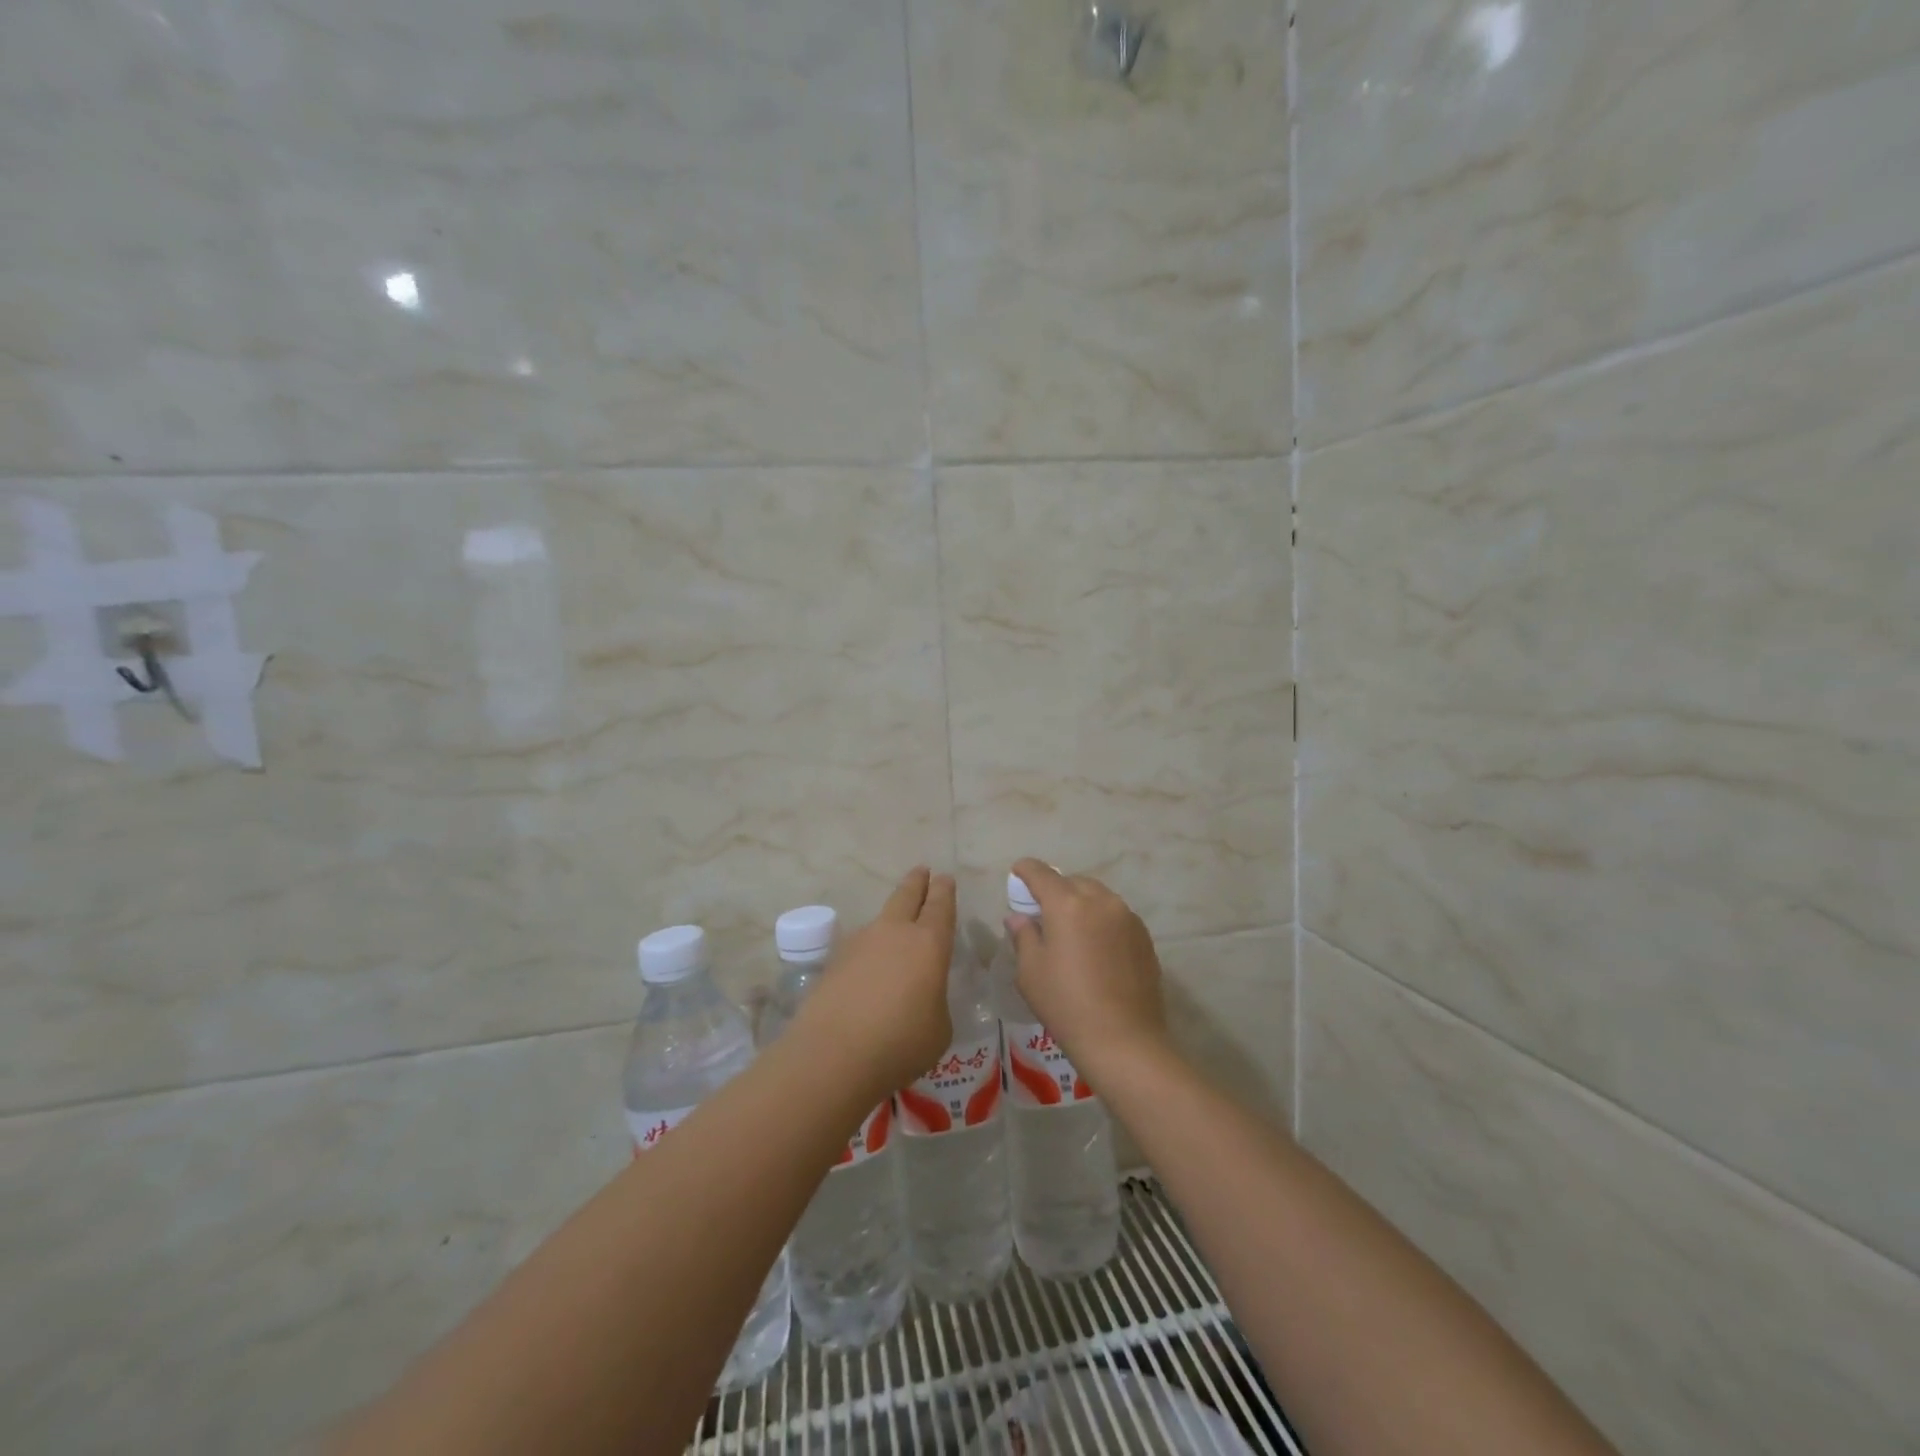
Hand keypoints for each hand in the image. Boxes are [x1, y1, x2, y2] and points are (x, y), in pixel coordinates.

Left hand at [790, 867, 956, 1098]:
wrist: (833, 1055)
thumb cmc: (901, 1042)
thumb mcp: (938, 1028)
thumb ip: (934, 1002)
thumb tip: (922, 997)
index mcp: (929, 943)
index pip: (940, 906)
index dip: (944, 890)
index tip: (944, 878)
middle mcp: (894, 932)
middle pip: (906, 896)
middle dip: (917, 882)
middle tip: (922, 871)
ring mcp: (860, 943)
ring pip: (880, 919)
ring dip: (891, 918)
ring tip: (896, 927)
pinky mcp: (834, 962)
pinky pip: (860, 946)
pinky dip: (869, 950)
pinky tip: (869, 968)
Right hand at [1006, 859, 1169, 1080]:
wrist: (1124, 1040)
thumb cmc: (1066, 1004)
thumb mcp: (1030, 971)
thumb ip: (1023, 935)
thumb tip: (1019, 917)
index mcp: (1067, 904)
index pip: (1041, 873)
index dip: (1025, 870)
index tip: (1017, 874)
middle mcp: (1100, 900)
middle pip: (1072, 881)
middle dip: (1055, 889)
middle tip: (1043, 911)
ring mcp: (1127, 917)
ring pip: (1097, 896)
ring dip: (1081, 903)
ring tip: (1071, 930)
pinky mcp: (1143, 936)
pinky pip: (1116, 915)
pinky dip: (1101, 920)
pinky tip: (1095, 947)